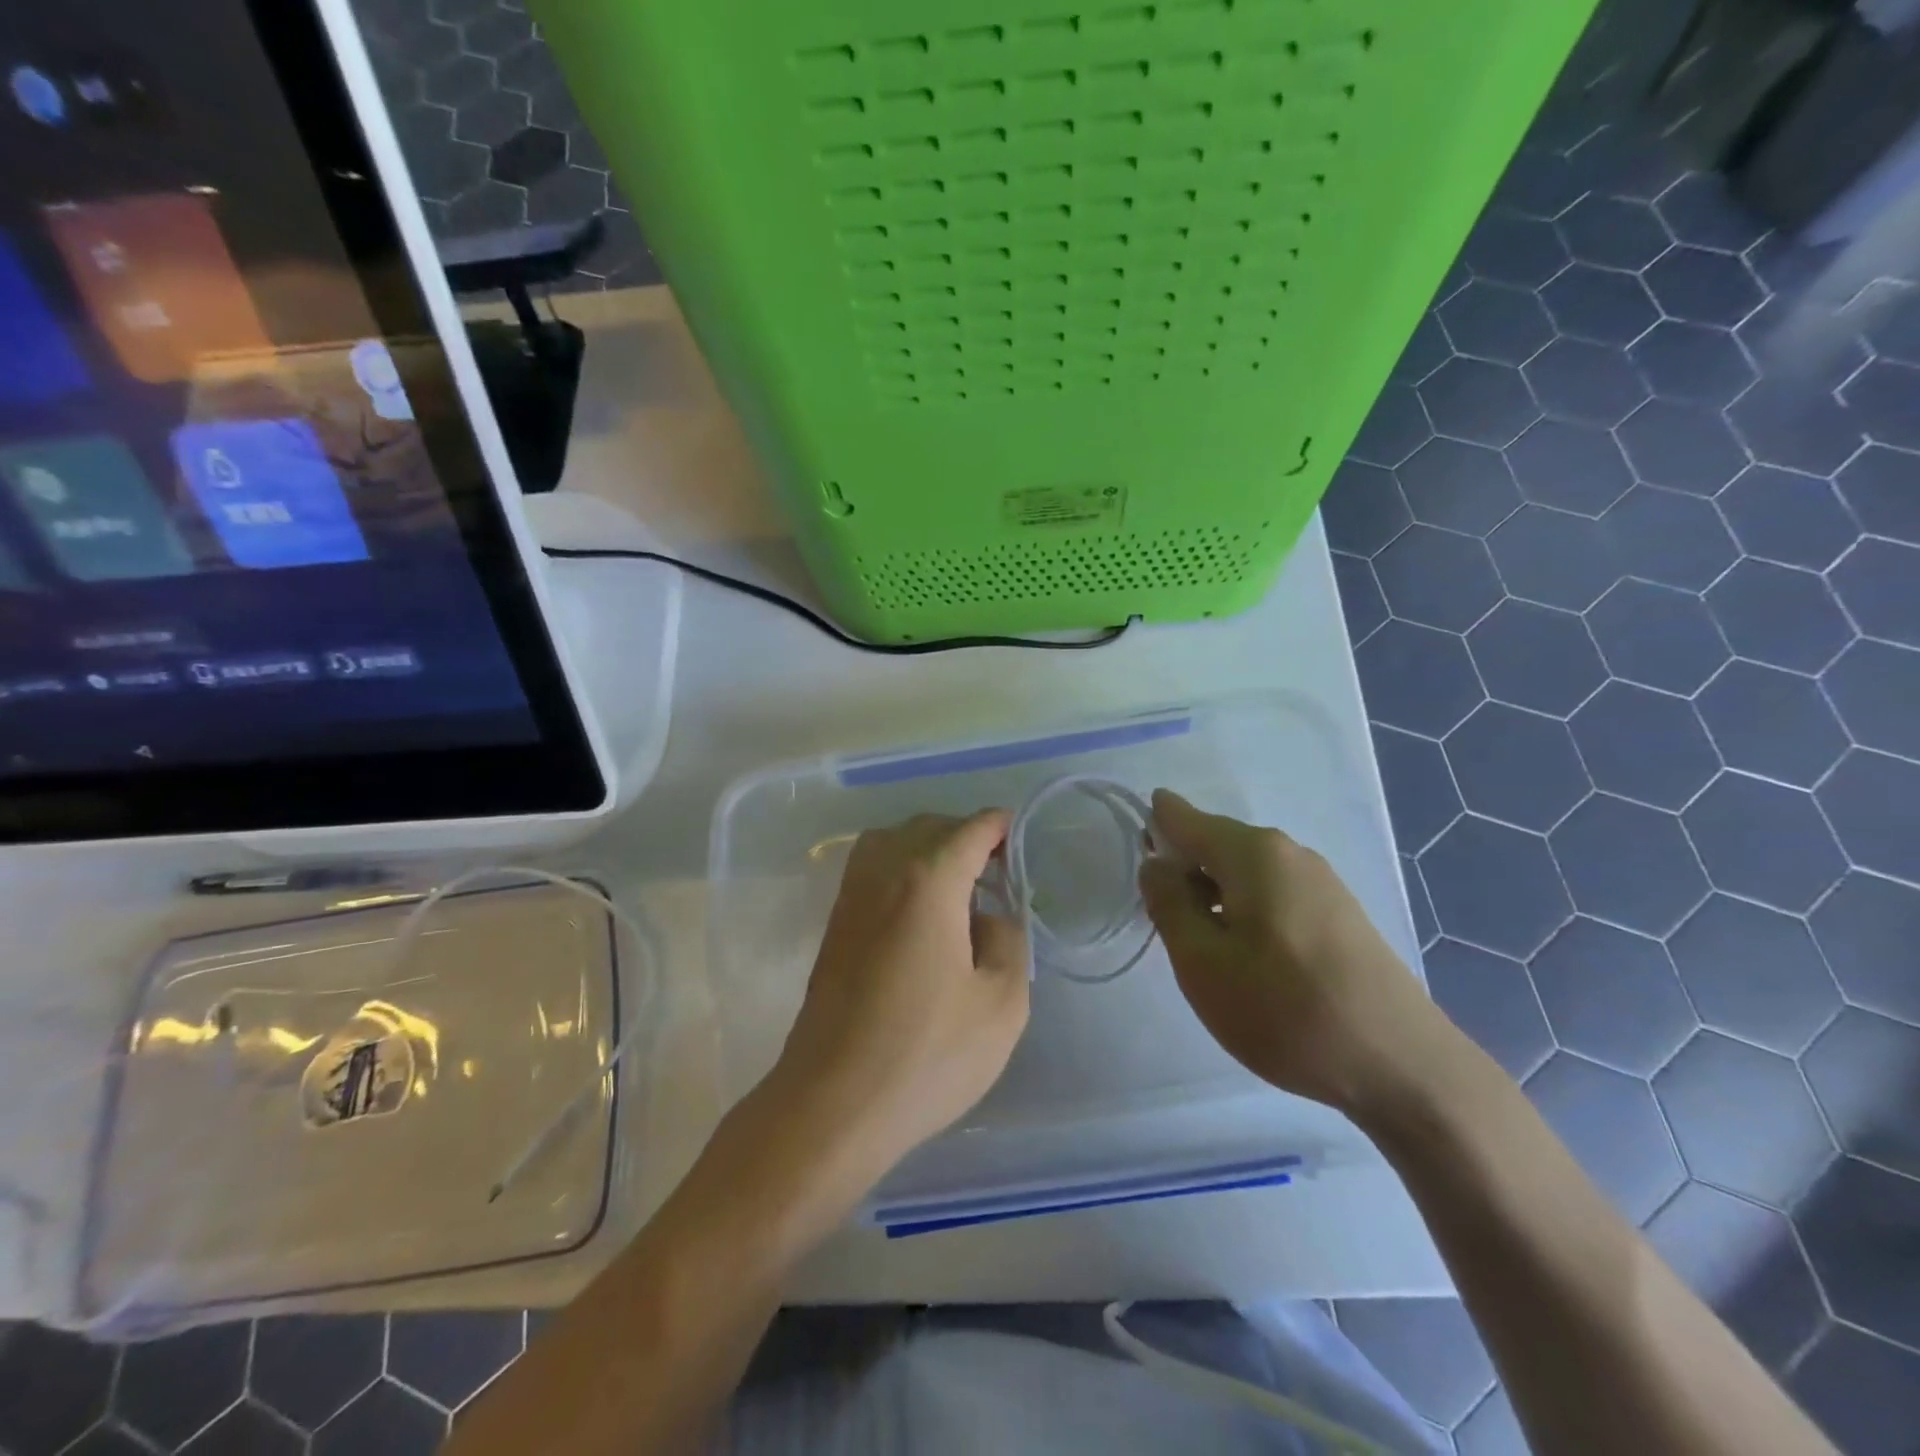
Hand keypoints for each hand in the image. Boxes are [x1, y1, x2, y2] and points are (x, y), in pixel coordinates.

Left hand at [764, 810, 1030, 1185]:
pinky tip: (919, 906)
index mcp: (928, 881)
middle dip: (967, 834)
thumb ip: (1008, 941)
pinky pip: (871, 867)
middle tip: (998, 868)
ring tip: (958, 882)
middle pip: (929, 826)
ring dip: (928, 845)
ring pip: (892, 839)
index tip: (1022, 835)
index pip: (970, 830)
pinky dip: (900, 865)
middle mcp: (884, 872)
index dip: (1000, 825)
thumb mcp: (1001, 1004)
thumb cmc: (926, 1055)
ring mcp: (851, 896)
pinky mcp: (834, 924)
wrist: (833, 1103)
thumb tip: (987, 917)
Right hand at [1138, 790, 1456, 1120]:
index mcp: (1252, 851)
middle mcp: (1289, 852)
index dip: (1151, 831)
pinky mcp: (1341, 913)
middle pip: (1215, 844)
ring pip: (1245, 873)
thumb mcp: (1201, 962)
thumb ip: (1168, 904)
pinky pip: (1274, 894)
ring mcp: (1322, 882)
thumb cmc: (1285, 1010)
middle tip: (1167, 928)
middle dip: (1183, 872)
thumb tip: (1157, 864)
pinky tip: (1250, 960)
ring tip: (1206, 951)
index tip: (1136, 871)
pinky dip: (1247, 912)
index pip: (1181, 817)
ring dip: (1215, 897)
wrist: (1400, 1066)